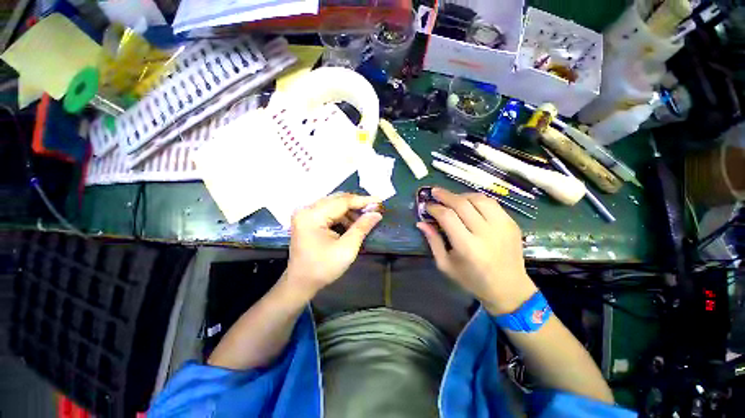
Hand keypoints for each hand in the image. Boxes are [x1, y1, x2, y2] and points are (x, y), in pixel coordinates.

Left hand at [285, 193, 382, 298]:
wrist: (301, 283)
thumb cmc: (323, 268)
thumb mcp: (347, 249)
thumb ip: (362, 227)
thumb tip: (376, 213)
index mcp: (312, 216)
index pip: (342, 201)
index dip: (362, 201)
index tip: (379, 201)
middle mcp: (306, 209)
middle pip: (337, 199)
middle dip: (357, 204)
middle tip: (374, 208)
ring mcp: (306, 213)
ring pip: (334, 203)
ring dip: (350, 210)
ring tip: (365, 218)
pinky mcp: (308, 218)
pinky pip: (329, 210)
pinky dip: (342, 215)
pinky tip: (352, 222)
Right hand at [417, 188, 536, 314]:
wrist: (509, 288)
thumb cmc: (472, 279)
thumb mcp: (446, 265)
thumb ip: (433, 241)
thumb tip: (421, 223)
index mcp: (468, 247)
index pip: (448, 217)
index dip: (435, 208)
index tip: (427, 206)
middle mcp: (486, 233)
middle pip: (462, 204)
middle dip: (445, 195)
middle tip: (435, 192)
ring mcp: (502, 227)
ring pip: (479, 199)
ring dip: (462, 195)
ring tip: (451, 197)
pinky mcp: (512, 224)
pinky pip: (492, 203)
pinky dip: (477, 199)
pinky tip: (469, 203)